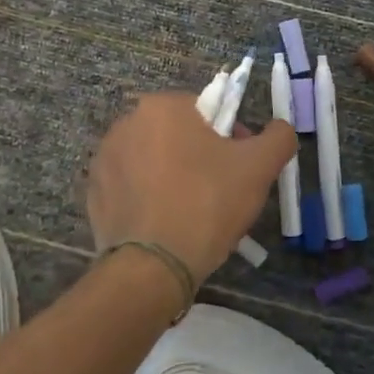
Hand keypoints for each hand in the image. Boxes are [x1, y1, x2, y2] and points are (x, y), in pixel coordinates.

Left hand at [87, 92, 297, 285]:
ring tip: (192, 213)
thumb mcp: (258, 167)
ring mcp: (104, 159)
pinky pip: (132, 187)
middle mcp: (125, 123)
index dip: (231, 138)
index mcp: (162, 107)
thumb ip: (278, 137)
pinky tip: (166, 224)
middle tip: (220, 193)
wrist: (153, 266)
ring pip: (154, 161)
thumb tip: (280, 128)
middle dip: (201, 157)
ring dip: (174, 176)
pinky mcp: (94, 193)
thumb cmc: (207, 204)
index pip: (207, 111)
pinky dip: (149, 199)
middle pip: (178, 135)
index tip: (241, 168)